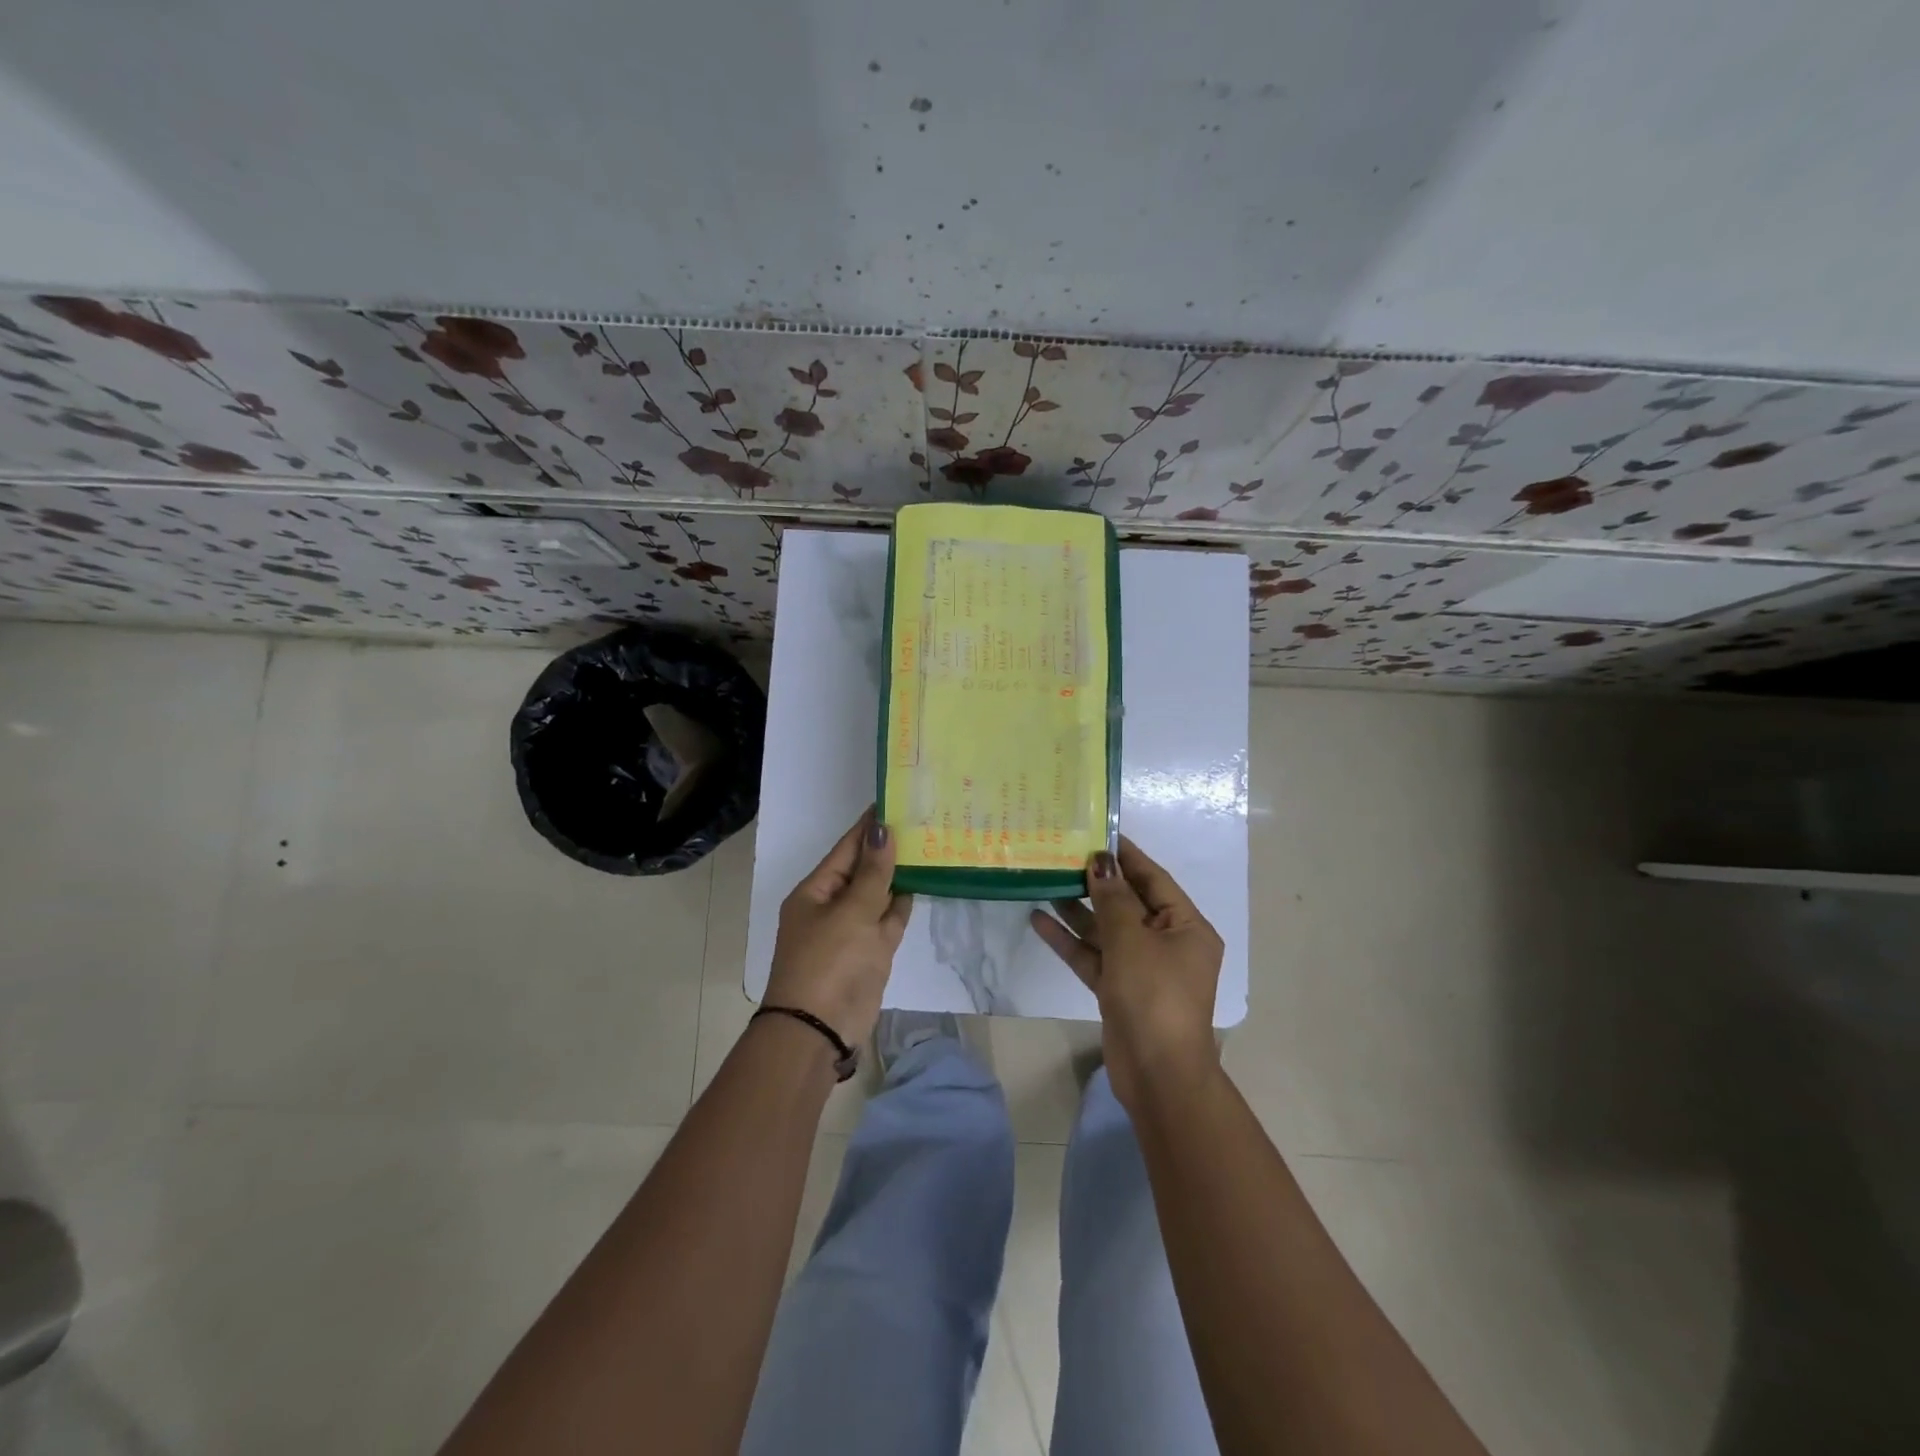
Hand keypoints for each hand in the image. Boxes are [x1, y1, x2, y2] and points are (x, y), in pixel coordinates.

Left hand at [765, 811, 913, 1048]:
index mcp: (816, 891)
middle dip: (888, 848)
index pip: (846, 848)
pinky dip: (903, 904)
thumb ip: (873, 872)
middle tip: (923, 818)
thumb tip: (883, 829)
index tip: (895, 800)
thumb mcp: (852, 912)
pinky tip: (923, 884)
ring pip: (879, 894)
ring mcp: (852, 931)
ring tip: (929, 844)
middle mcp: (832, 906)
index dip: (869, 826)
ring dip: (899, 874)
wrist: (820, 1030)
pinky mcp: (871, 953)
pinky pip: (888, 920)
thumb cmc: (830, 962)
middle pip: (863, 869)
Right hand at [1031, 837, 1222, 1112]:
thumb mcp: (1132, 940)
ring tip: (1045, 881)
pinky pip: (1093, 956)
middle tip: (1062, 855)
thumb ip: (1114, 899)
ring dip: (1078, 910)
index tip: (1098, 833)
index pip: (1154, 880)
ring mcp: (1142, 969)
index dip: (1126, 857)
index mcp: (1186, 928)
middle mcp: (1167, 944)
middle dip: (1096, 883)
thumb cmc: (1154, 995)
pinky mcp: (1118, 990)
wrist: (1156, 1074)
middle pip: (1128, 904)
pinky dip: (1070, 941)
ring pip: (1107, 930)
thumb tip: (1101, 862)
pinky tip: (1039, 920)